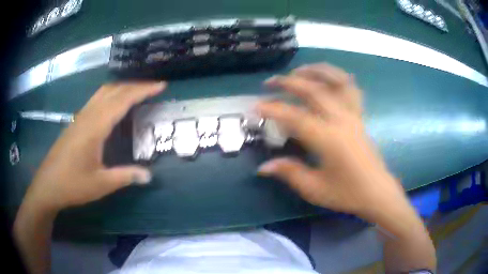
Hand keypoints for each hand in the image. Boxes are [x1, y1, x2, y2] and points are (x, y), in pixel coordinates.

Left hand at [23, 82, 165, 212]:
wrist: (47, 185)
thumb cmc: (72, 184)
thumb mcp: (101, 184)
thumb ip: (125, 176)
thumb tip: (149, 175)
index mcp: (95, 127)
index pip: (122, 100)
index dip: (142, 90)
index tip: (161, 85)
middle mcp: (88, 116)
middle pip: (113, 90)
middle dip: (135, 85)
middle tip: (153, 87)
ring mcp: (80, 117)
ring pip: (103, 92)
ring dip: (122, 88)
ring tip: (138, 92)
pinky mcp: (76, 122)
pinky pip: (96, 100)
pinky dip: (111, 95)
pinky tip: (115, 105)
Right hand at [257, 63, 408, 219]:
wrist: (376, 192)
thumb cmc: (347, 193)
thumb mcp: (315, 189)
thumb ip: (289, 173)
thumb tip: (263, 167)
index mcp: (329, 139)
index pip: (295, 117)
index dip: (273, 109)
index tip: (256, 106)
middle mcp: (341, 120)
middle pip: (314, 90)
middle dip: (289, 82)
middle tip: (270, 83)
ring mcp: (353, 115)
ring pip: (336, 81)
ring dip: (315, 71)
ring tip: (298, 71)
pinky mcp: (360, 116)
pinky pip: (351, 88)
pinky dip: (338, 77)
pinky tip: (326, 78)